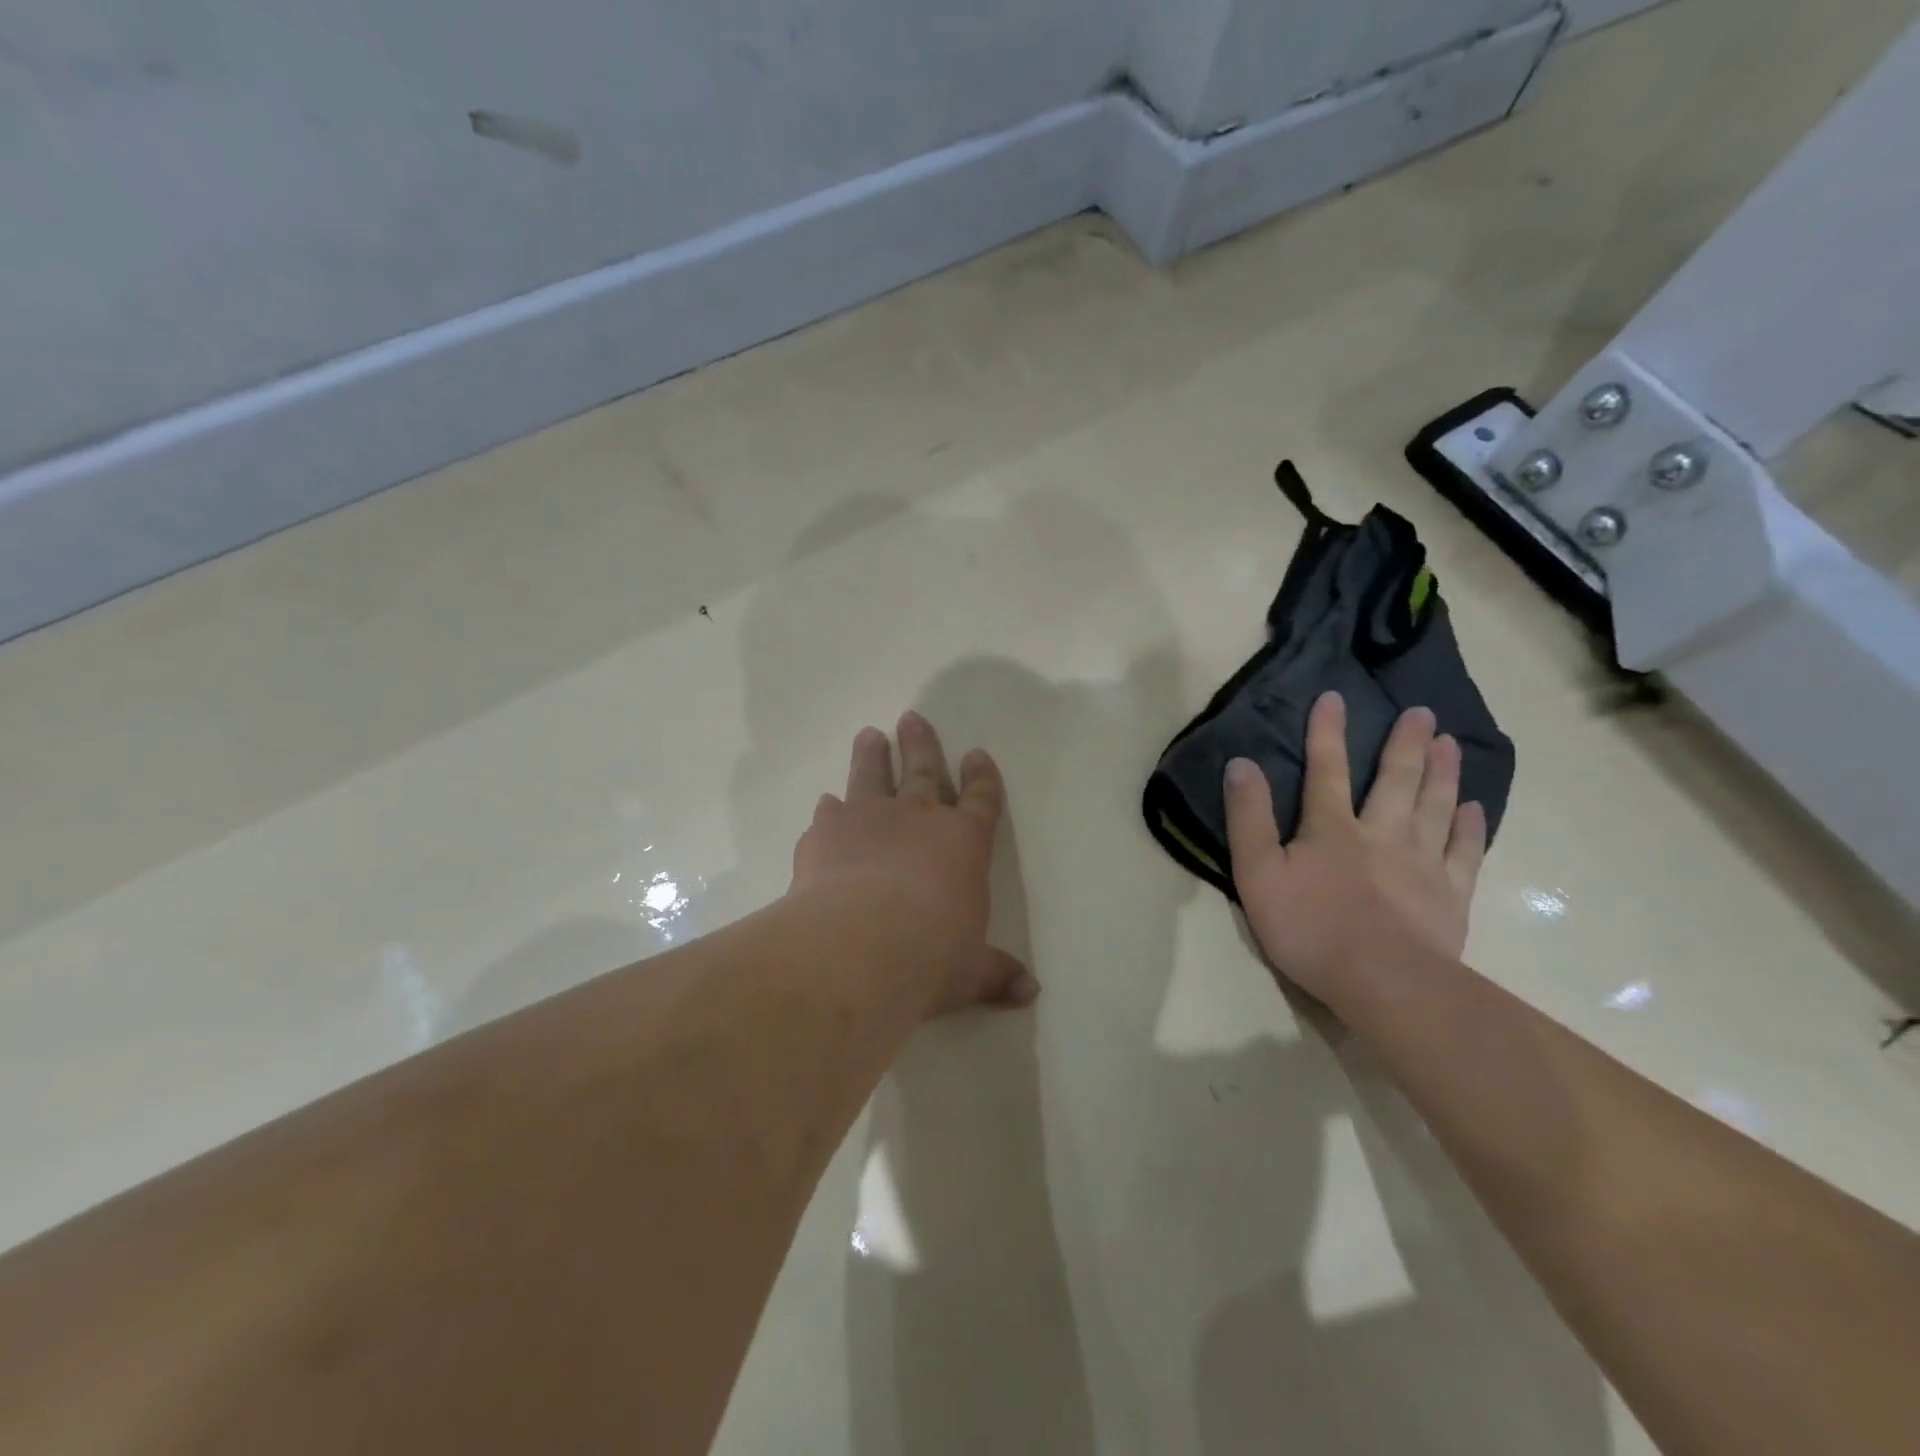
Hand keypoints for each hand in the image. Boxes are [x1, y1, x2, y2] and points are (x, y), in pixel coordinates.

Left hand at [791, 711, 1038, 1018]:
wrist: (860, 944)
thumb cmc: (931, 955)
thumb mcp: (970, 971)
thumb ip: (997, 974)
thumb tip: (1030, 993)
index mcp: (963, 843)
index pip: (981, 800)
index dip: (982, 777)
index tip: (977, 754)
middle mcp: (918, 819)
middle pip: (923, 770)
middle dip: (922, 744)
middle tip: (913, 717)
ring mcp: (869, 819)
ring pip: (872, 776)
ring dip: (872, 755)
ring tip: (870, 735)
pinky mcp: (827, 833)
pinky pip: (830, 812)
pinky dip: (830, 809)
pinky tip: (826, 804)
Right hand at [1223, 691, 1486, 1005]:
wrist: (1384, 982)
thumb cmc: (1310, 928)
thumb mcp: (1257, 873)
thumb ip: (1248, 818)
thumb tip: (1241, 764)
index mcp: (1331, 828)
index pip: (1326, 769)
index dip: (1327, 732)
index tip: (1335, 697)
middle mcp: (1382, 833)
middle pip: (1396, 780)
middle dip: (1405, 743)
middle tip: (1422, 712)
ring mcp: (1422, 863)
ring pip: (1435, 806)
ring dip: (1442, 772)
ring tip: (1451, 742)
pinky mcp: (1450, 895)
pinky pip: (1464, 851)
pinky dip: (1470, 826)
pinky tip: (1474, 808)